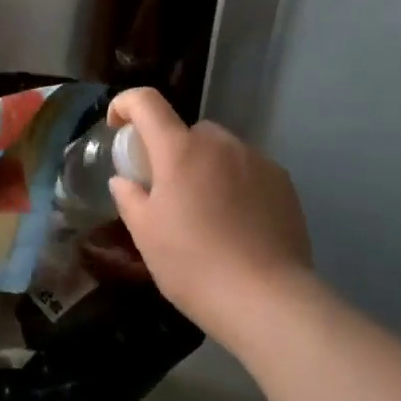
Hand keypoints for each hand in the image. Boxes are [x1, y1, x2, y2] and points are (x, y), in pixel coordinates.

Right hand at [107, 89, 311, 345]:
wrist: (266, 298)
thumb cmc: (193, 265)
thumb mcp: (146, 235)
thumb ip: (130, 198)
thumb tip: (124, 180)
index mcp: (180, 150)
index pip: (147, 102)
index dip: (126, 104)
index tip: (117, 126)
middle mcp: (221, 144)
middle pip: (188, 132)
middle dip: (172, 151)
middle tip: (167, 191)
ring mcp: (257, 160)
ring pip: (221, 151)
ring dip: (206, 167)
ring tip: (206, 213)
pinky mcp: (283, 182)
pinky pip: (248, 170)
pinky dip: (235, 184)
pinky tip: (237, 223)